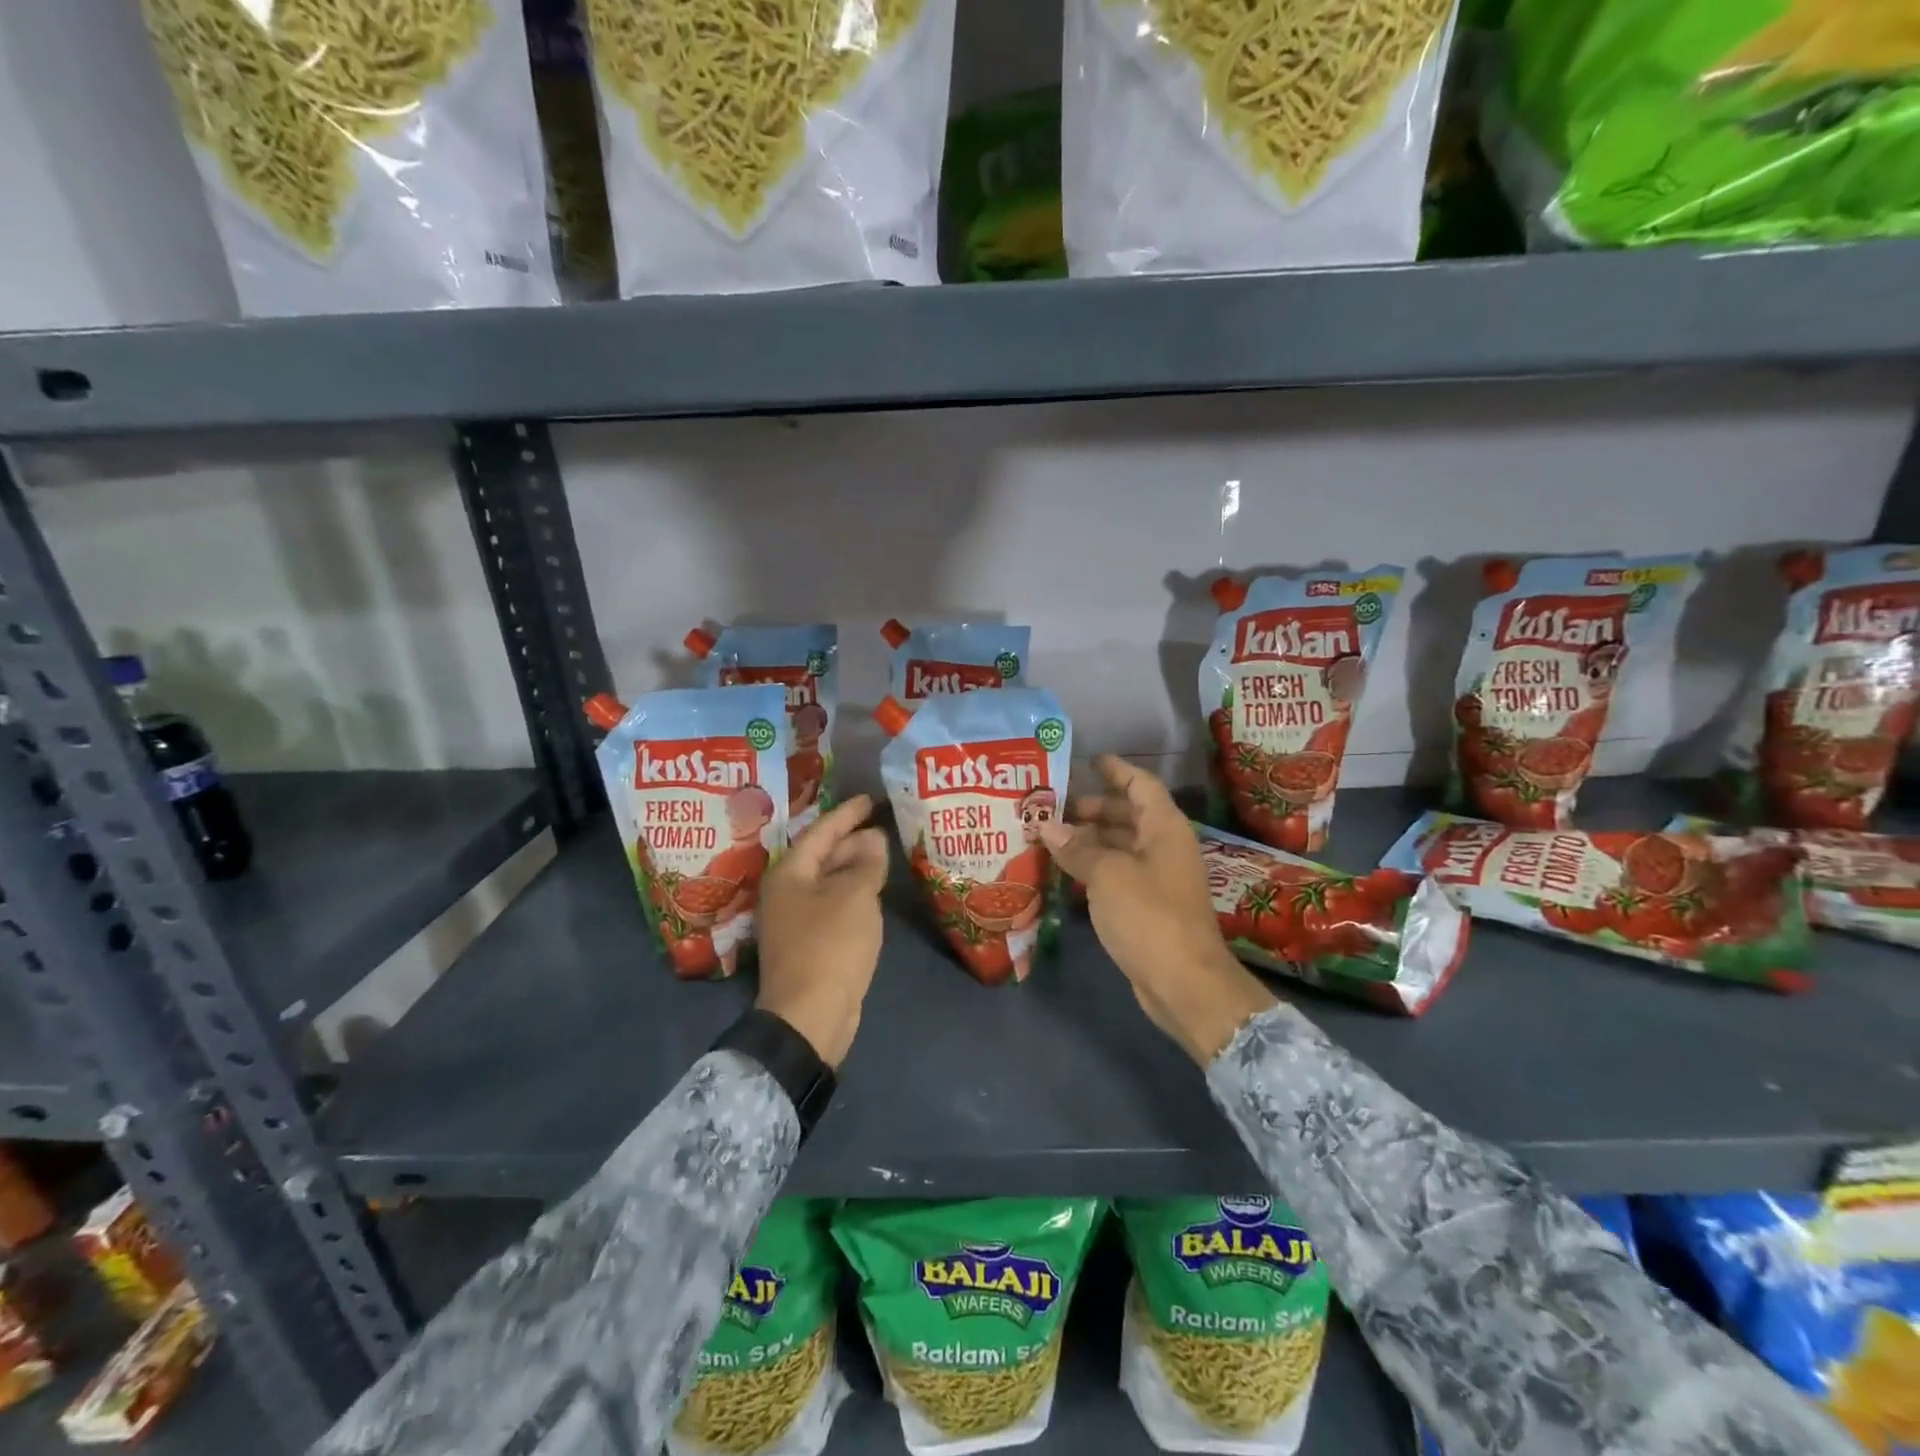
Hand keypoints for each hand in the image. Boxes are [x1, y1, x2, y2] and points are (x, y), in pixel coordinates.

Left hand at [755, 795, 889, 1068]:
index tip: (869, 799)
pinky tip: (873, 893)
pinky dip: (853, 893)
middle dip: (851, 841)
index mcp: (789, 873)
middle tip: (882, 827)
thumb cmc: (830, 944)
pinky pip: (832, 905)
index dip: (846, 814)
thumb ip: (866, 863)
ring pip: (828, 882)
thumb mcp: (855, 896)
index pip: (820, 832)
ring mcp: (795, 920)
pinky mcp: (808, 944)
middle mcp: (786, 892)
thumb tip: (873, 839)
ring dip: (854, 868)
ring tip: (883, 855)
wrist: (810, 1014)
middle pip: (821, 856)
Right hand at [1040, 756, 1277, 1064]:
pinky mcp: (1148, 906)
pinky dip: (1093, 867)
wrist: (1184, 982)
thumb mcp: (1108, 875)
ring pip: (1121, 846)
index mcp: (1164, 828)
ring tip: (1050, 836)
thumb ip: (1077, 848)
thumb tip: (1047, 826)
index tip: (1087, 760)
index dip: (1115, 770)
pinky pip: (1118, 873)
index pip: (1140, 785)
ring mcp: (1158, 878)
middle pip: (1129, 815)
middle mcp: (1164, 847)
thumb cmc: (1149, 916)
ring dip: (1089, 839)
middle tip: (1053, 806)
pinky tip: (1064, 871)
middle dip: (1093, 808)